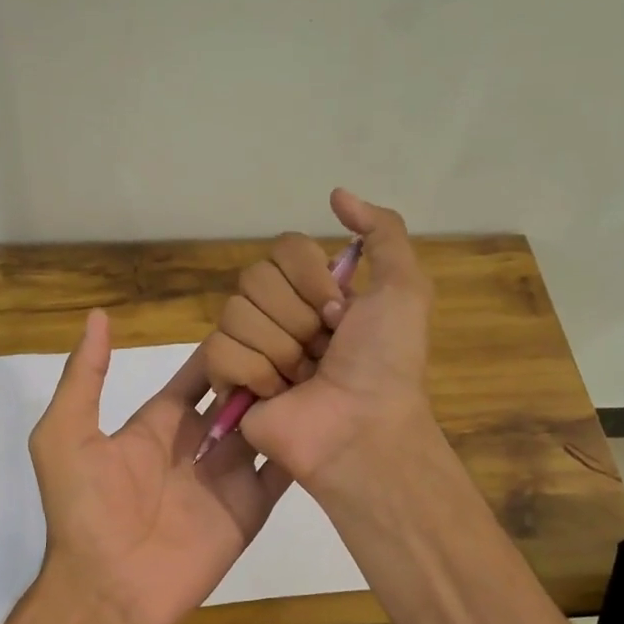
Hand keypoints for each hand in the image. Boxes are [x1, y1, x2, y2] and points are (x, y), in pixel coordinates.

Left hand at [29, 310, 293, 623]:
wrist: (106, 590)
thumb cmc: (84, 510)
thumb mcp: (66, 434)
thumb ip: (84, 377)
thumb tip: (99, 316)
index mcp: (160, 422)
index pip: (199, 374)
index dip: (222, 347)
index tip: (255, 316)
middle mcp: (198, 443)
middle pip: (238, 394)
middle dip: (262, 367)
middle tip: (301, 333)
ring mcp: (227, 475)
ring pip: (265, 425)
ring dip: (287, 399)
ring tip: (322, 362)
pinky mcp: (250, 507)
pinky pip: (281, 470)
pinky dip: (302, 445)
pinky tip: (329, 413)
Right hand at [203, 188, 434, 486]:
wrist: (362, 428)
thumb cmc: (386, 362)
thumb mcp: (404, 289)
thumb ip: (382, 232)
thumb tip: (336, 194)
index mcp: (315, 291)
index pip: (282, 248)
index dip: (309, 278)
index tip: (339, 313)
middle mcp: (280, 312)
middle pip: (254, 279)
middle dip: (296, 317)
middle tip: (323, 349)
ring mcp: (252, 346)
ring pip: (234, 313)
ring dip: (279, 349)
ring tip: (302, 378)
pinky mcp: (228, 380)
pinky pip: (218, 350)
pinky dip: (253, 372)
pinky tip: (276, 394)